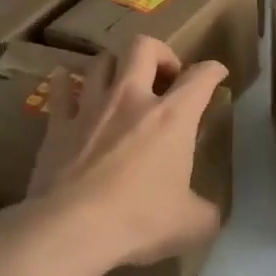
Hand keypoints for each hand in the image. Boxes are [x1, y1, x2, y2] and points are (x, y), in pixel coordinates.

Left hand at [26, 36, 228, 268]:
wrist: (71, 228)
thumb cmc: (139, 220)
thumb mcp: (191, 224)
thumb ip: (206, 213)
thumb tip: (211, 216)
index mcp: (172, 117)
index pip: (201, 77)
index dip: (213, 70)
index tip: (217, 74)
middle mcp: (132, 99)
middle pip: (144, 47)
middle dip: (160, 53)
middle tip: (165, 77)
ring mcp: (91, 107)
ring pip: (102, 61)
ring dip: (115, 66)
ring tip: (121, 82)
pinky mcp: (58, 125)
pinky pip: (60, 89)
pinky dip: (66, 83)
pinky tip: (67, 84)